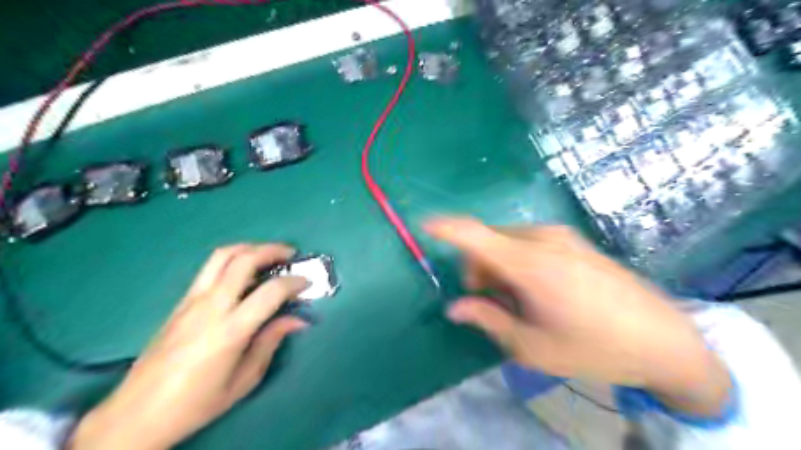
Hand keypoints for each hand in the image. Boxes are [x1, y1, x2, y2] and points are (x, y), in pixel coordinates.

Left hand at [68, 247, 308, 449]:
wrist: (136, 413)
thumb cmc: (197, 403)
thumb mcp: (244, 379)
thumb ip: (271, 342)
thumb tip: (298, 320)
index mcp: (230, 331)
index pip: (270, 291)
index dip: (294, 282)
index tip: (307, 283)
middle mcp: (210, 307)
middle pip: (243, 260)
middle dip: (273, 250)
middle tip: (291, 255)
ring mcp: (192, 300)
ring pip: (222, 256)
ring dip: (250, 248)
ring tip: (268, 254)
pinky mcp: (181, 301)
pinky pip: (210, 268)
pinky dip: (233, 259)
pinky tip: (244, 271)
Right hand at [426, 217, 731, 417]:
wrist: (665, 340)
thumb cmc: (594, 348)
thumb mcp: (532, 346)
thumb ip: (488, 320)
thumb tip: (455, 308)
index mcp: (530, 264)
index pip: (475, 235)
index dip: (447, 227)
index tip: (425, 225)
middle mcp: (543, 240)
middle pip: (489, 240)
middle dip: (477, 267)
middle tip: (489, 301)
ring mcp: (562, 237)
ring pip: (508, 241)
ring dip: (498, 265)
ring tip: (518, 300)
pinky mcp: (574, 241)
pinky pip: (529, 242)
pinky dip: (518, 260)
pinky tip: (538, 288)